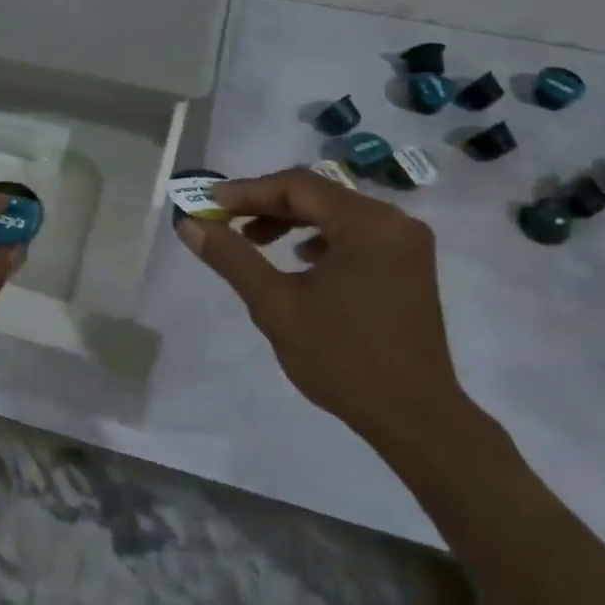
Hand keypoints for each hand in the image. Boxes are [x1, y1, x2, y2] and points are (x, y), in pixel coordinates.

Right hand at [173, 168, 466, 451]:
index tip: (209, 204)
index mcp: (367, 223)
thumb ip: (232, 258)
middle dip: (267, 205)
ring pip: (336, 213)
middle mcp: (393, 221)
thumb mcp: (276, 305)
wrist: (415, 418)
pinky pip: (356, 233)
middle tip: (226, 222)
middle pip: (318, 195)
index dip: (247, 191)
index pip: (296, 186)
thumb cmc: (342, 359)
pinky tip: (300, 260)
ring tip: (255, 241)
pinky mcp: (409, 264)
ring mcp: (407, 243)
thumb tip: (190, 224)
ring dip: (292, 221)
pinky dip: (321, 238)